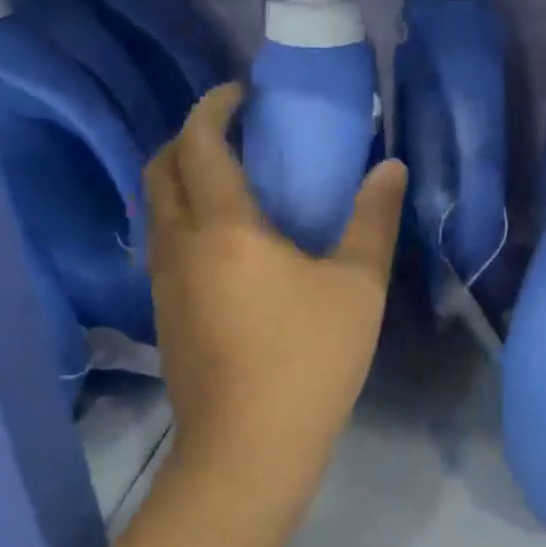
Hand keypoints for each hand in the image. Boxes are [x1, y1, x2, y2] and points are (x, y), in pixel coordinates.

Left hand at [145, 85, 406, 506]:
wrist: (248, 452)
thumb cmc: (307, 360)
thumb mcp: (357, 286)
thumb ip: (373, 219)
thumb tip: (390, 167)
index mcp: (223, 227)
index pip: (198, 143)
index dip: (214, 107)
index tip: (241, 94)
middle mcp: (179, 245)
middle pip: (159, 169)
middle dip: (188, 137)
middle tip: (232, 133)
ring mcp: (163, 284)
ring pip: (155, 209)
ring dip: (181, 179)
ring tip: (231, 181)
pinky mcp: (164, 315)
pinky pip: (163, 244)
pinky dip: (184, 218)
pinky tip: (226, 242)